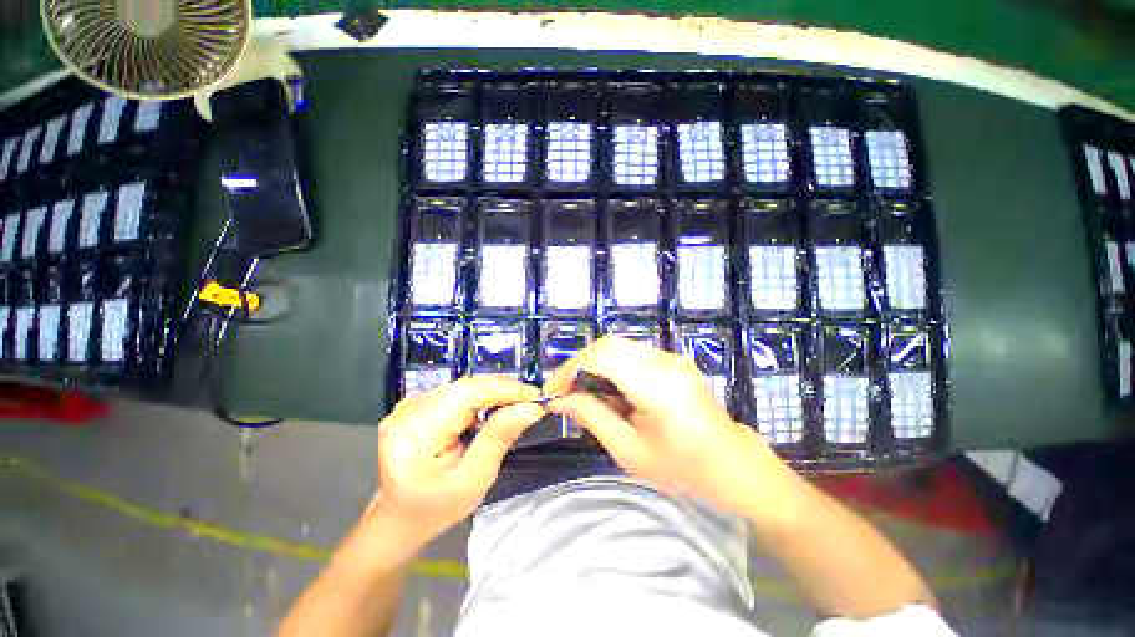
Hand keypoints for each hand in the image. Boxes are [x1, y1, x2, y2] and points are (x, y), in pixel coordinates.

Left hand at [374, 375, 542, 544]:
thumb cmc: (435, 508)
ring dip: (494, 391)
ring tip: (518, 403)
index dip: (505, 390)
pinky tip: (495, 407)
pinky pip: (456, 392)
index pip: (468, 394)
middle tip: (532, 399)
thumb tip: (530, 408)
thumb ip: (499, 439)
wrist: (397, 518)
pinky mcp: (416, 404)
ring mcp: (410, 405)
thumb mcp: (472, 481)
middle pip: (466, 386)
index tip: (536, 396)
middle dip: (503, 389)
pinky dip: (481, 396)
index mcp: (416, 433)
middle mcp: (409, 410)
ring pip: (464, 386)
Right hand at [544, 337, 782, 515]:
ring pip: (618, 346)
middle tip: (566, 392)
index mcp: (657, 385)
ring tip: (586, 394)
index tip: (553, 392)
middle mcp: (665, 361)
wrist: (733, 465)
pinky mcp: (673, 360)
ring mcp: (671, 357)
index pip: (602, 357)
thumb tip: (559, 398)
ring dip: (595, 365)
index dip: (570, 369)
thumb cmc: (682, 469)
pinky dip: (612, 367)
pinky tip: (611, 391)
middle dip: (580, 364)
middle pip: (608, 345)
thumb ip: (592, 416)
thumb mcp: (629, 451)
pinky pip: (632, 354)